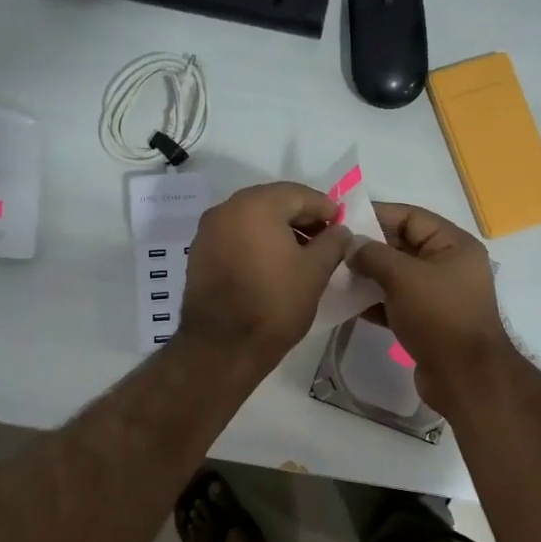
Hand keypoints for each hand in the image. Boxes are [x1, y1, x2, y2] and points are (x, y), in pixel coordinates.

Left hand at [180, 183, 349, 370]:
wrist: (222, 347)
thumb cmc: (274, 304)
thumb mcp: (315, 272)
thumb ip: (333, 242)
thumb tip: (340, 230)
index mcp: (255, 205)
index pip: (298, 194)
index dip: (324, 207)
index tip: (341, 224)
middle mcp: (226, 209)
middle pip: (272, 202)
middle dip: (300, 217)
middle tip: (324, 238)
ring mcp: (208, 231)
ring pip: (251, 219)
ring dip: (278, 230)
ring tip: (302, 255)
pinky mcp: (199, 254)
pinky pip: (235, 237)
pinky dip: (256, 243)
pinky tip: (273, 264)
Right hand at [347, 202, 512, 414]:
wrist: (464, 377)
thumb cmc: (438, 317)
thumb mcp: (403, 277)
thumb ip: (373, 255)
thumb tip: (351, 245)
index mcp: (454, 245)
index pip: (411, 217)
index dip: (376, 214)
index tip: (342, 219)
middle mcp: (449, 266)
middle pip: (403, 246)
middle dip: (369, 248)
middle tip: (333, 250)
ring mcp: (439, 296)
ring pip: (397, 277)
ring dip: (368, 276)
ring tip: (335, 276)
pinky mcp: (428, 322)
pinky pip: (397, 303)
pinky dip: (375, 302)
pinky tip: (348, 304)